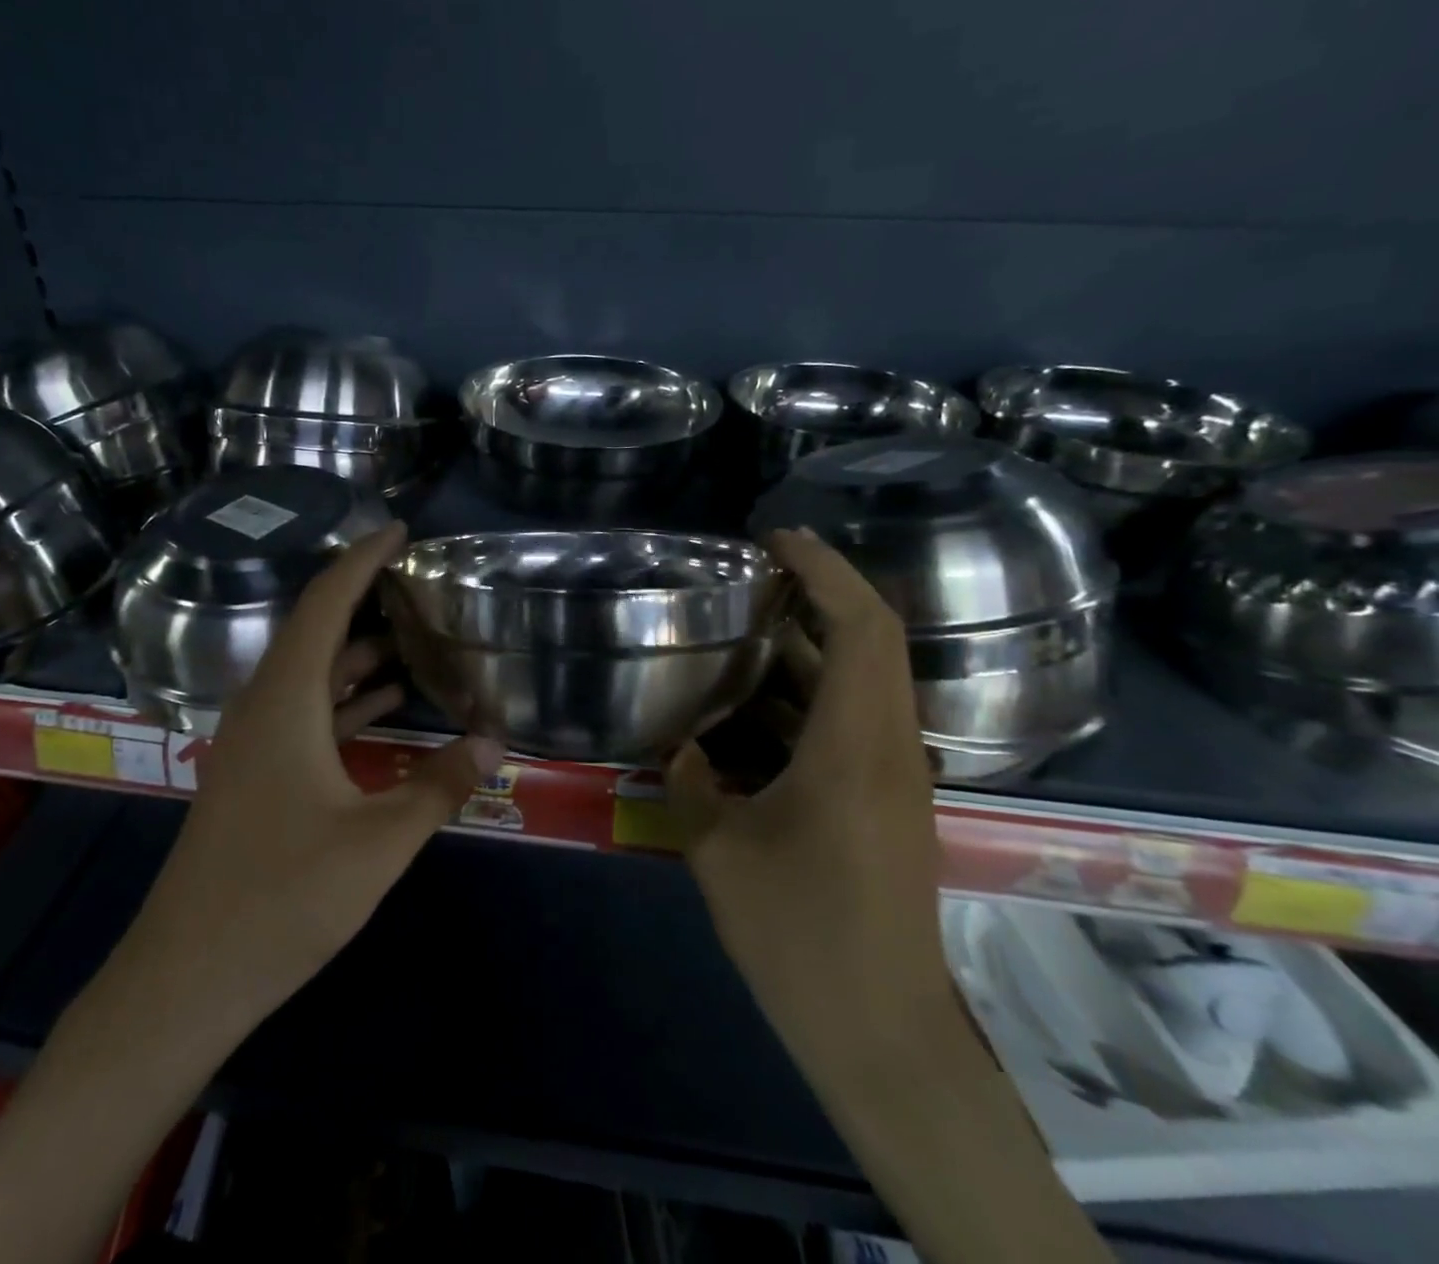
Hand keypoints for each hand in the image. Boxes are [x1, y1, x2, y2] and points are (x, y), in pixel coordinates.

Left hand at [83, 521, 501, 1057]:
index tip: (398, 530)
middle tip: (416, 580)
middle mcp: (262, 707)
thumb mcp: (378, 842)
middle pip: (314, 630)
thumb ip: (439, 785)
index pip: (325, 604)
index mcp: (285, 701)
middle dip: (363, 597)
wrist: (185, 979)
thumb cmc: (282, 900)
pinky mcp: (254, 775)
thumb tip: (494, 740)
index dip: (361, 560)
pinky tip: (386, 704)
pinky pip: (304, 712)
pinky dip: (345, 697)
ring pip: (310, 673)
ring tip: (414, 634)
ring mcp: (253, 743)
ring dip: (357, 651)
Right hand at [666, 527, 951, 1076]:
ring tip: (748, 627)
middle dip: (822, 592)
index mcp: (855, 747)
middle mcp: (890, 748)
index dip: (826, 571)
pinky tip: (758, 706)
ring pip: (867, 680)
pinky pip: (856, 719)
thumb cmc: (800, 935)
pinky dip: (812, 693)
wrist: (882, 1031)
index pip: (861, 628)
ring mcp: (897, 776)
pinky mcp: (890, 801)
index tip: (777, 541)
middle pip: (875, 640)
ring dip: (815, 644)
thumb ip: (690, 782)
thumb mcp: (719, 851)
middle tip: (757, 573)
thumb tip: (675, 745)